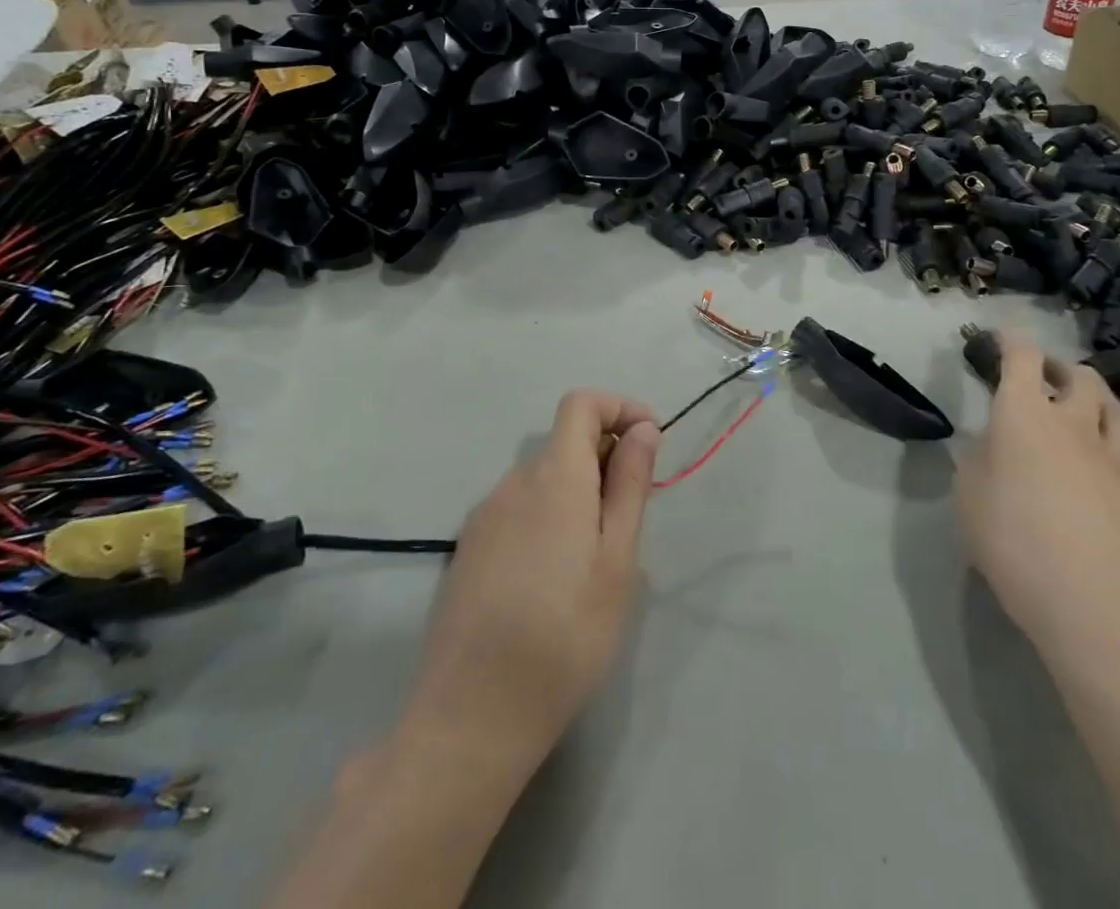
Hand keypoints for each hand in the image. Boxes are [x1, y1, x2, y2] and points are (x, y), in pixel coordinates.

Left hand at [406, 390, 660, 769]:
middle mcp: (513, 482)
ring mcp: (485, 515)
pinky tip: (554, 578)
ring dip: (578, 492)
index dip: (620, 408)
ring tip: (596, 558)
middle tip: (631, 516)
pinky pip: (519, 508)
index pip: (581, 404)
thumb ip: (630, 484)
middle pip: (564, 441)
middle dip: (606, 458)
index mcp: (554, 476)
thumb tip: (642, 429)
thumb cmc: (564, 635)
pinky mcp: (469, 548)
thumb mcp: (616, 560)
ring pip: (543, 478)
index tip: (650, 442)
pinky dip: (548, 516)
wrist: (471, 715)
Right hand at [957, 334, 1119, 663]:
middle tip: (1042, 378)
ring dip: (1097, 396)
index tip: (1001, 337)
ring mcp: (1112, 454)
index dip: (1011, 340)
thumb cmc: (1015, 543)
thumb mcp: (969, 498)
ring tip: (1084, 408)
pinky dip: (1119, 431)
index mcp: (1023, 414)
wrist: (1095, 604)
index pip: (1022, 356)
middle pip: (1078, 374)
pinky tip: (1108, 450)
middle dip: (1058, 367)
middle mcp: (1071, 421)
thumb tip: (994, 447)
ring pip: (1117, 404)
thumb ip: (979, 461)